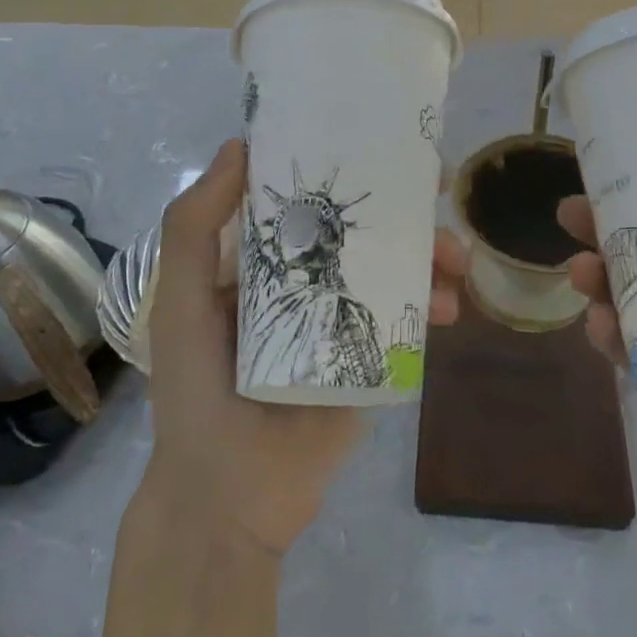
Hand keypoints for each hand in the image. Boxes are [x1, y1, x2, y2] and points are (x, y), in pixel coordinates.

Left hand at [141, 138, 465, 555]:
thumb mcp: (180, 301)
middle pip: (362, 227)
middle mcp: (305, 278)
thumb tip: (238, 146)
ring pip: (394, 267)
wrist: (229, 496)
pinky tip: (449, 306)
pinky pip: (407, 318)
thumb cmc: (196, 389)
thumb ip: (194, 226)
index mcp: (261, 259)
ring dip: (430, 253)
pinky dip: (433, 303)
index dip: (342, 164)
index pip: (307, 196)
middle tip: (440, 188)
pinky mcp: (370, 355)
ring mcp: (342, 316)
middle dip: (404, 206)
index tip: (380, 139)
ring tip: (456, 258)